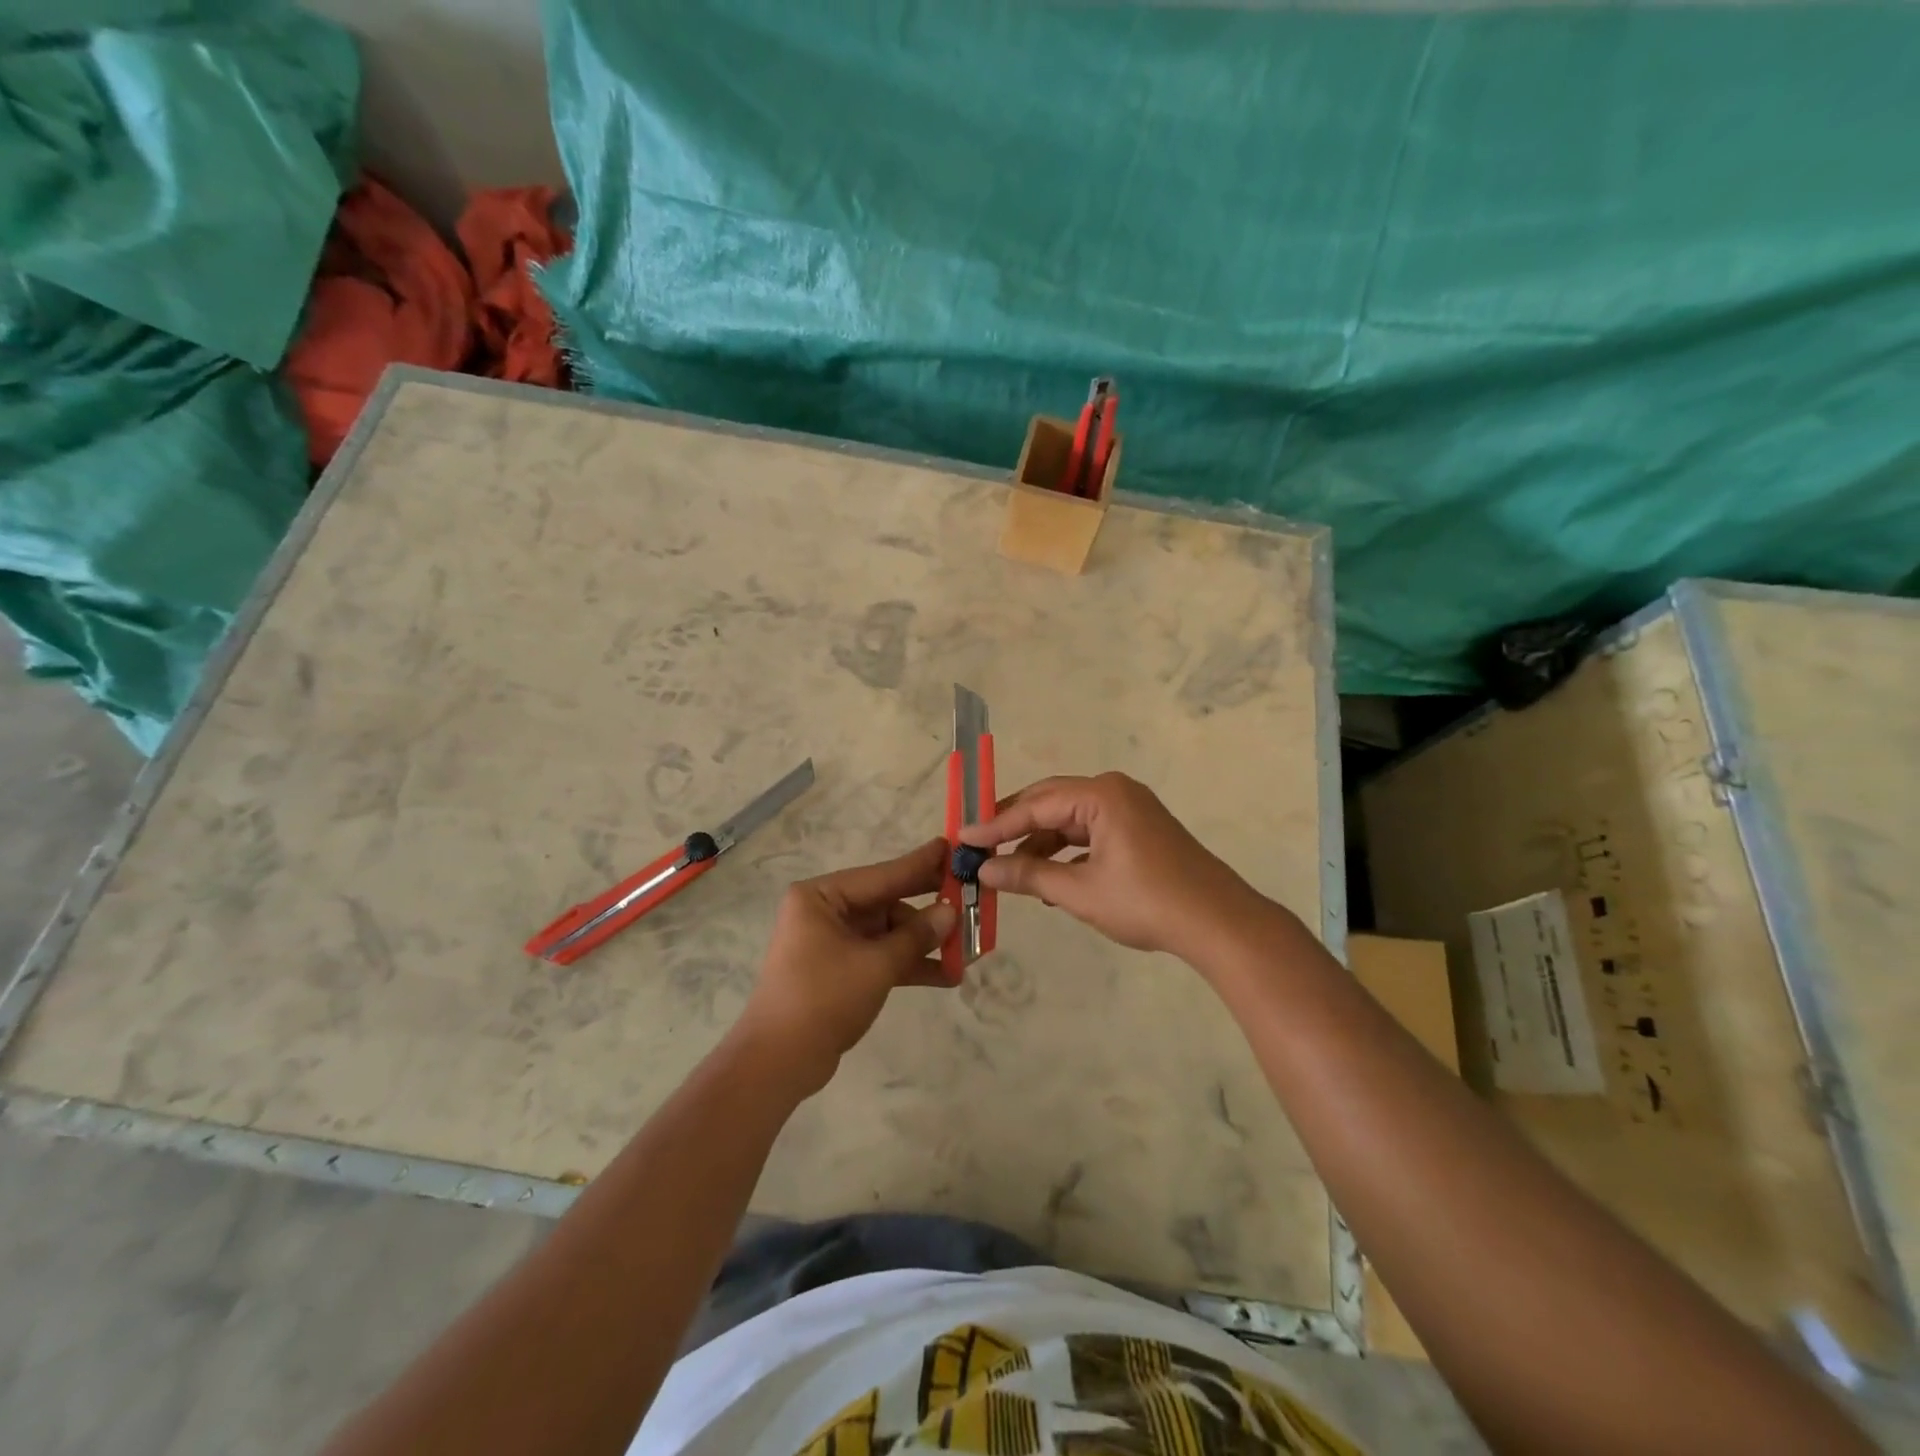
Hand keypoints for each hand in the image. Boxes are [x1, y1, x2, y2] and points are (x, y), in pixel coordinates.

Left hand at [737, 838, 956, 1095]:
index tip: (951, 847)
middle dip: (927, 908)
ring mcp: (831, 942)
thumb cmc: (823, 998)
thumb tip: (950, 912)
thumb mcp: (876, 964)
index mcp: (821, 896)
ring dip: (923, 943)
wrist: (778, 1062)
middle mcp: (824, 911)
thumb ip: (916, 936)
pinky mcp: (839, 970)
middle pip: (886, 902)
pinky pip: (880, 956)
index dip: (920, 864)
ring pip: (887, 932)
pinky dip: (908, 964)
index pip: (882, 875)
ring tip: (967, 948)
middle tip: (968, 894)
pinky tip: (947, 975)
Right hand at [960, 772, 1258, 959]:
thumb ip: (1029, 876)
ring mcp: (1129, 809)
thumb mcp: (1080, 891)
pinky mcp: (1139, 829)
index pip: (1035, 805)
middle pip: (1050, 803)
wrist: (1218, 923)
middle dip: (1015, 827)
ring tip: (1011, 873)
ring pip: (1069, 820)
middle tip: (980, 848)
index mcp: (1101, 795)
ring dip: (1040, 844)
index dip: (995, 824)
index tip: (962, 838)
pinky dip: (1067, 852)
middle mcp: (1114, 791)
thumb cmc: (1146, 902)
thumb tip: (984, 871)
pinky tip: (1050, 880)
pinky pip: (1090, 832)